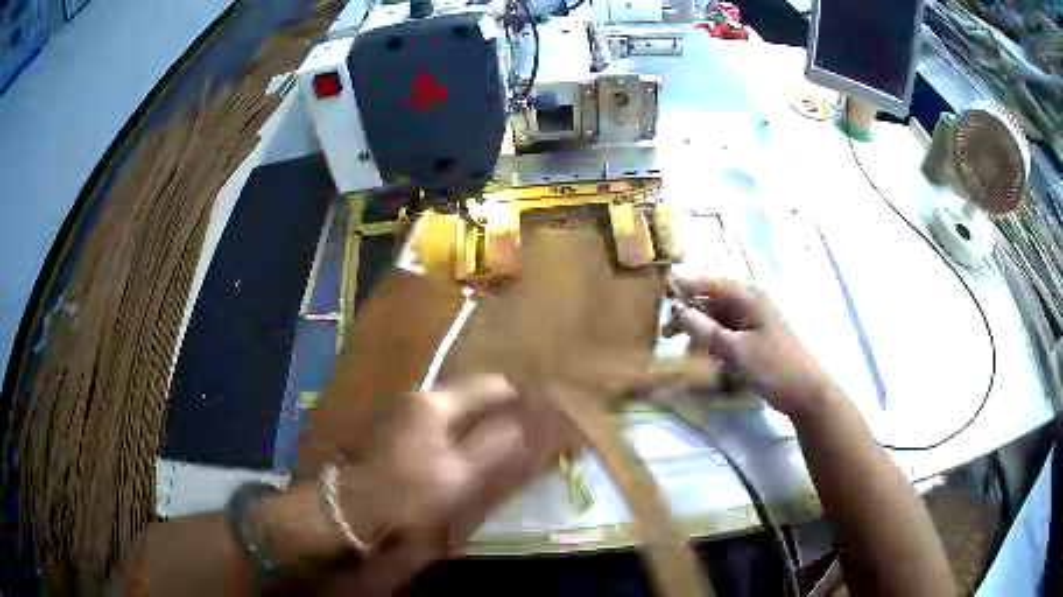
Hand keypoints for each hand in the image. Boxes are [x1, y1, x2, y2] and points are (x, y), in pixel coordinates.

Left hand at [322, 375, 563, 594]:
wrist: (346, 511)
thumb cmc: (406, 492)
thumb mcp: (459, 475)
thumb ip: (497, 447)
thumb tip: (531, 424)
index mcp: (434, 402)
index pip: (489, 385)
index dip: (519, 396)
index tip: (542, 412)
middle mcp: (415, 397)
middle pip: (468, 395)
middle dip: (498, 410)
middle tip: (525, 431)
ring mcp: (399, 413)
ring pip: (451, 411)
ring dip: (476, 423)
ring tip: (499, 445)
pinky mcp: (390, 433)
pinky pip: (434, 425)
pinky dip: (456, 434)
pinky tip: (462, 455)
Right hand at [668, 277, 834, 418]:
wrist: (805, 392)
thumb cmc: (773, 366)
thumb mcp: (735, 349)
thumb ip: (705, 330)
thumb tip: (679, 311)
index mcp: (747, 298)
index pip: (710, 283)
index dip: (686, 286)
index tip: (660, 291)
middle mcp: (749, 304)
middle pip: (712, 301)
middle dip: (689, 314)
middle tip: (665, 334)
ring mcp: (753, 322)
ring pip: (718, 319)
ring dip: (700, 331)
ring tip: (681, 348)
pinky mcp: (755, 340)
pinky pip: (727, 334)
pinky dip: (714, 342)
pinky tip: (705, 358)